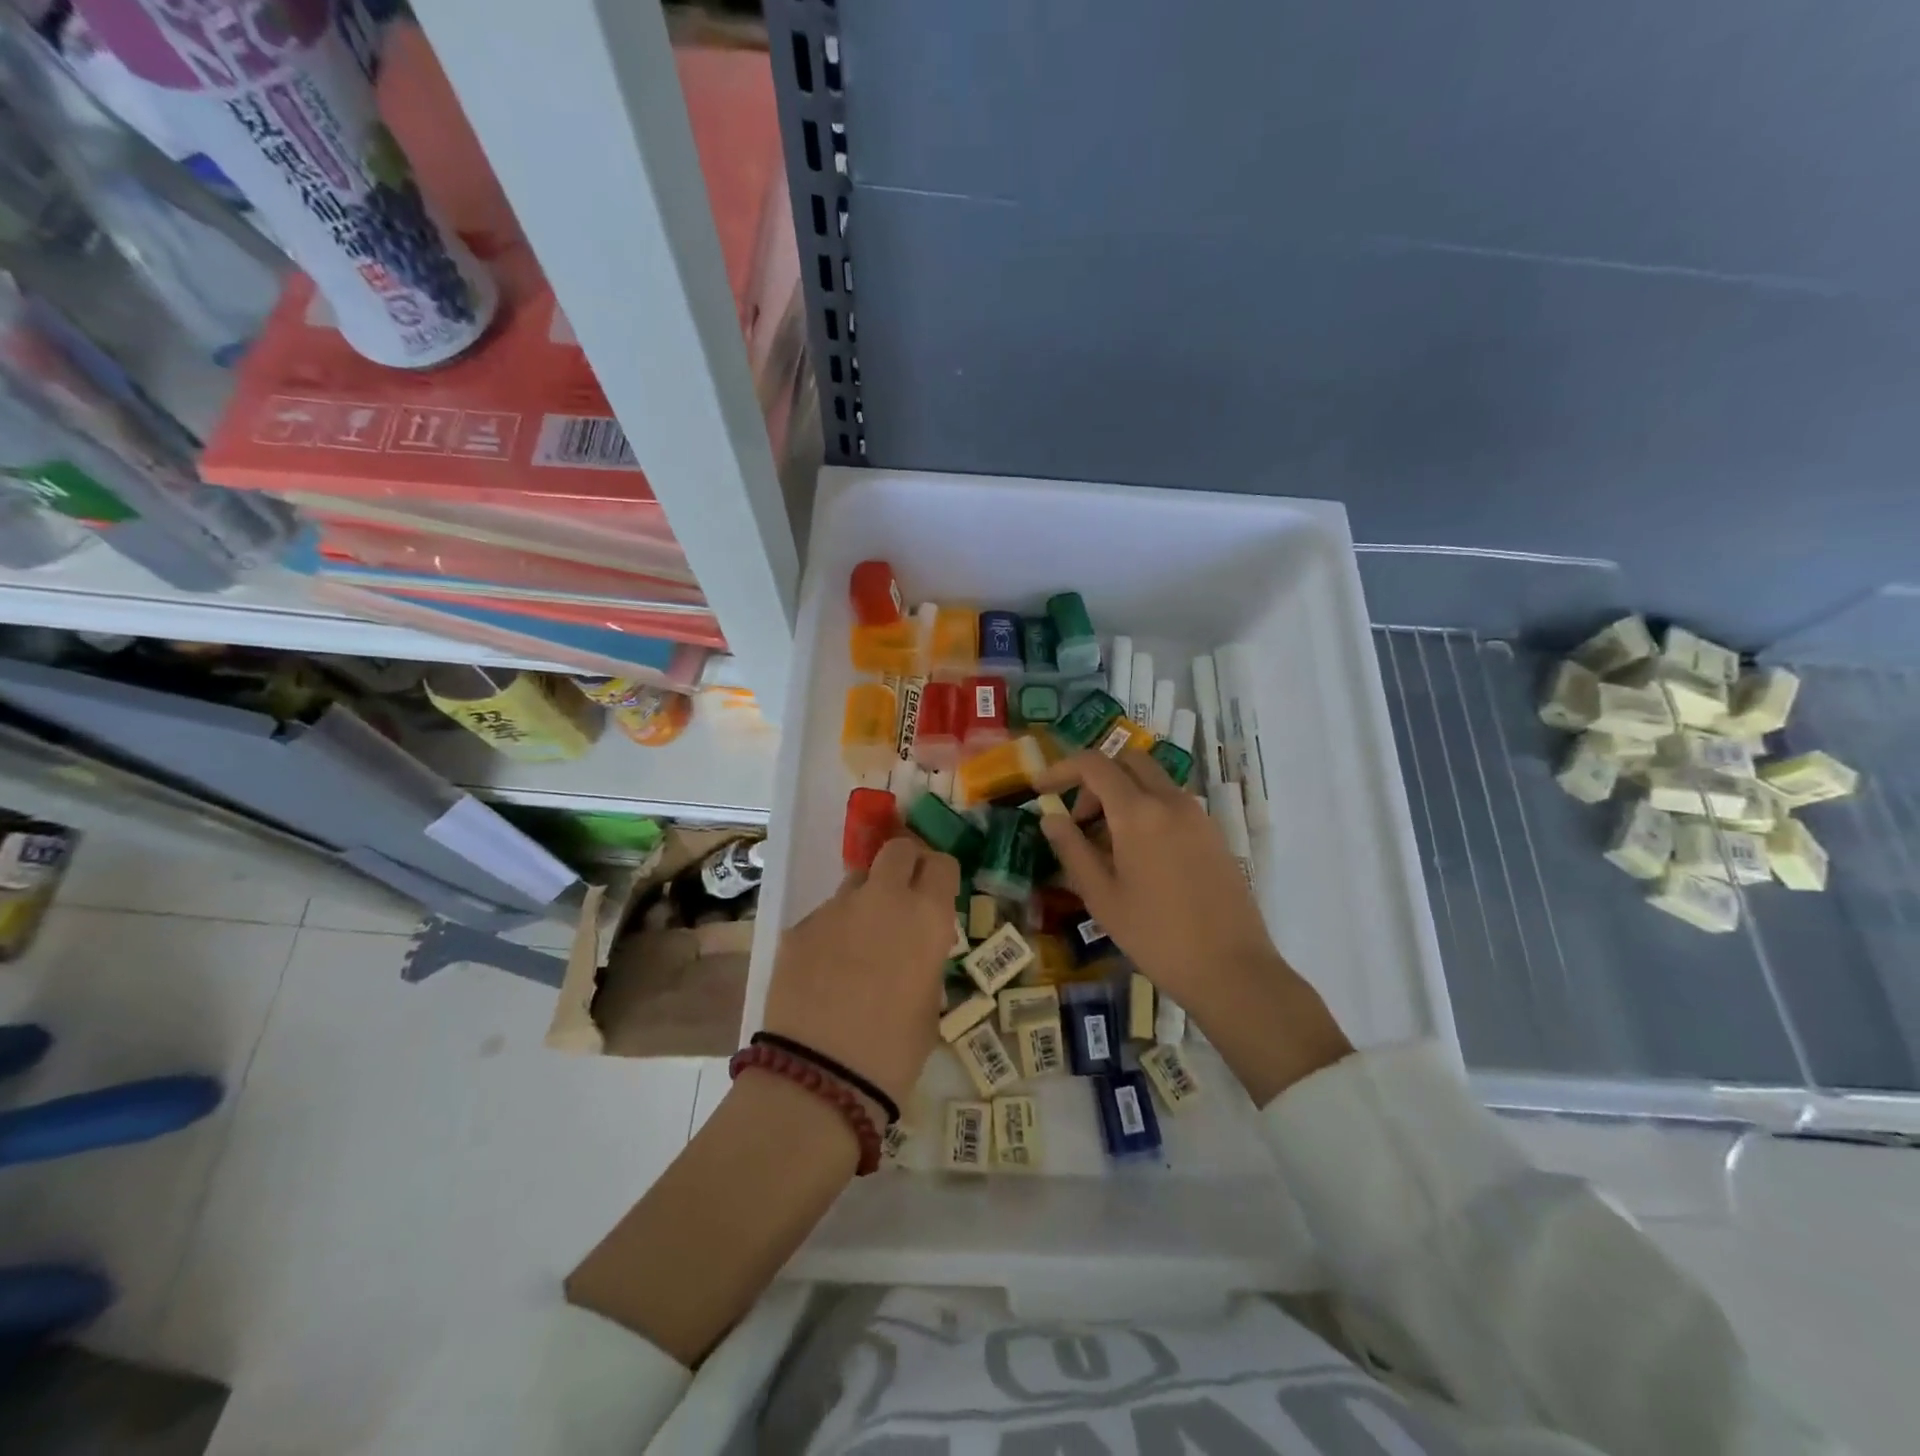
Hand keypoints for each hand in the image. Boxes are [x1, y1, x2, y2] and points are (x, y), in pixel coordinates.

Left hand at [759, 835, 959, 1109]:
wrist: (821, 1076)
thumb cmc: (895, 1051)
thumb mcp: (930, 1003)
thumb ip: (924, 959)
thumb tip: (913, 948)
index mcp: (926, 916)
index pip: (941, 863)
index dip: (940, 873)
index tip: (937, 890)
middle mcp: (883, 898)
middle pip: (896, 850)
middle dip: (904, 862)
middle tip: (904, 892)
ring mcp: (836, 909)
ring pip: (856, 882)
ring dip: (866, 899)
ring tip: (860, 942)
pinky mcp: (799, 928)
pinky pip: (824, 917)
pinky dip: (832, 932)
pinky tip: (826, 971)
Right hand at [1034, 750, 1351, 1104]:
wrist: (1231, 969)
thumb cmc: (1155, 936)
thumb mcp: (1101, 897)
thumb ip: (1072, 849)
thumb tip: (1051, 817)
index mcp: (1138, 813)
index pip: (1094, 764)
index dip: (1062, 769)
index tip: (1040, 789)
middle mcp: (1171, 801)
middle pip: (1128, 761)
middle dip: (1096, 779)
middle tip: (1080, 820)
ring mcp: (1198, 815)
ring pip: (1153, 781)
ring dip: (1123, 794)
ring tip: (1107, 844)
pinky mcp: (1214, 833)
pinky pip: (1173, 803)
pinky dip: (1148, 810)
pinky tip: (1140, 857)